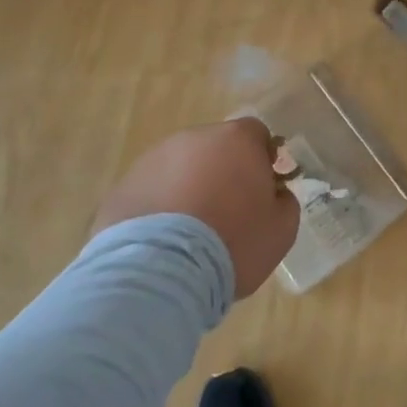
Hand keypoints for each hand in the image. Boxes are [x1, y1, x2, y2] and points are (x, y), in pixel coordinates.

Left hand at [92, 119, 299, 296]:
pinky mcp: (122, 187)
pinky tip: (163, 243)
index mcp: (237, 140)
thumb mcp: (282, 229)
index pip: (257, 134)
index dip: (262, 159)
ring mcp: (152, 160)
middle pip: (216, 148)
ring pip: (180, 168)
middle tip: (228, 213)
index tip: (263, 189)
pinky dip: (159, 209)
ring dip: (188, 189)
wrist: (160, 272)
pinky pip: (151, 192)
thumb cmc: (233, 243)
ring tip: (190, 233)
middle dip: (223, 172)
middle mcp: (193, 139)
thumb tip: (274, 194)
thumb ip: (284, 201)